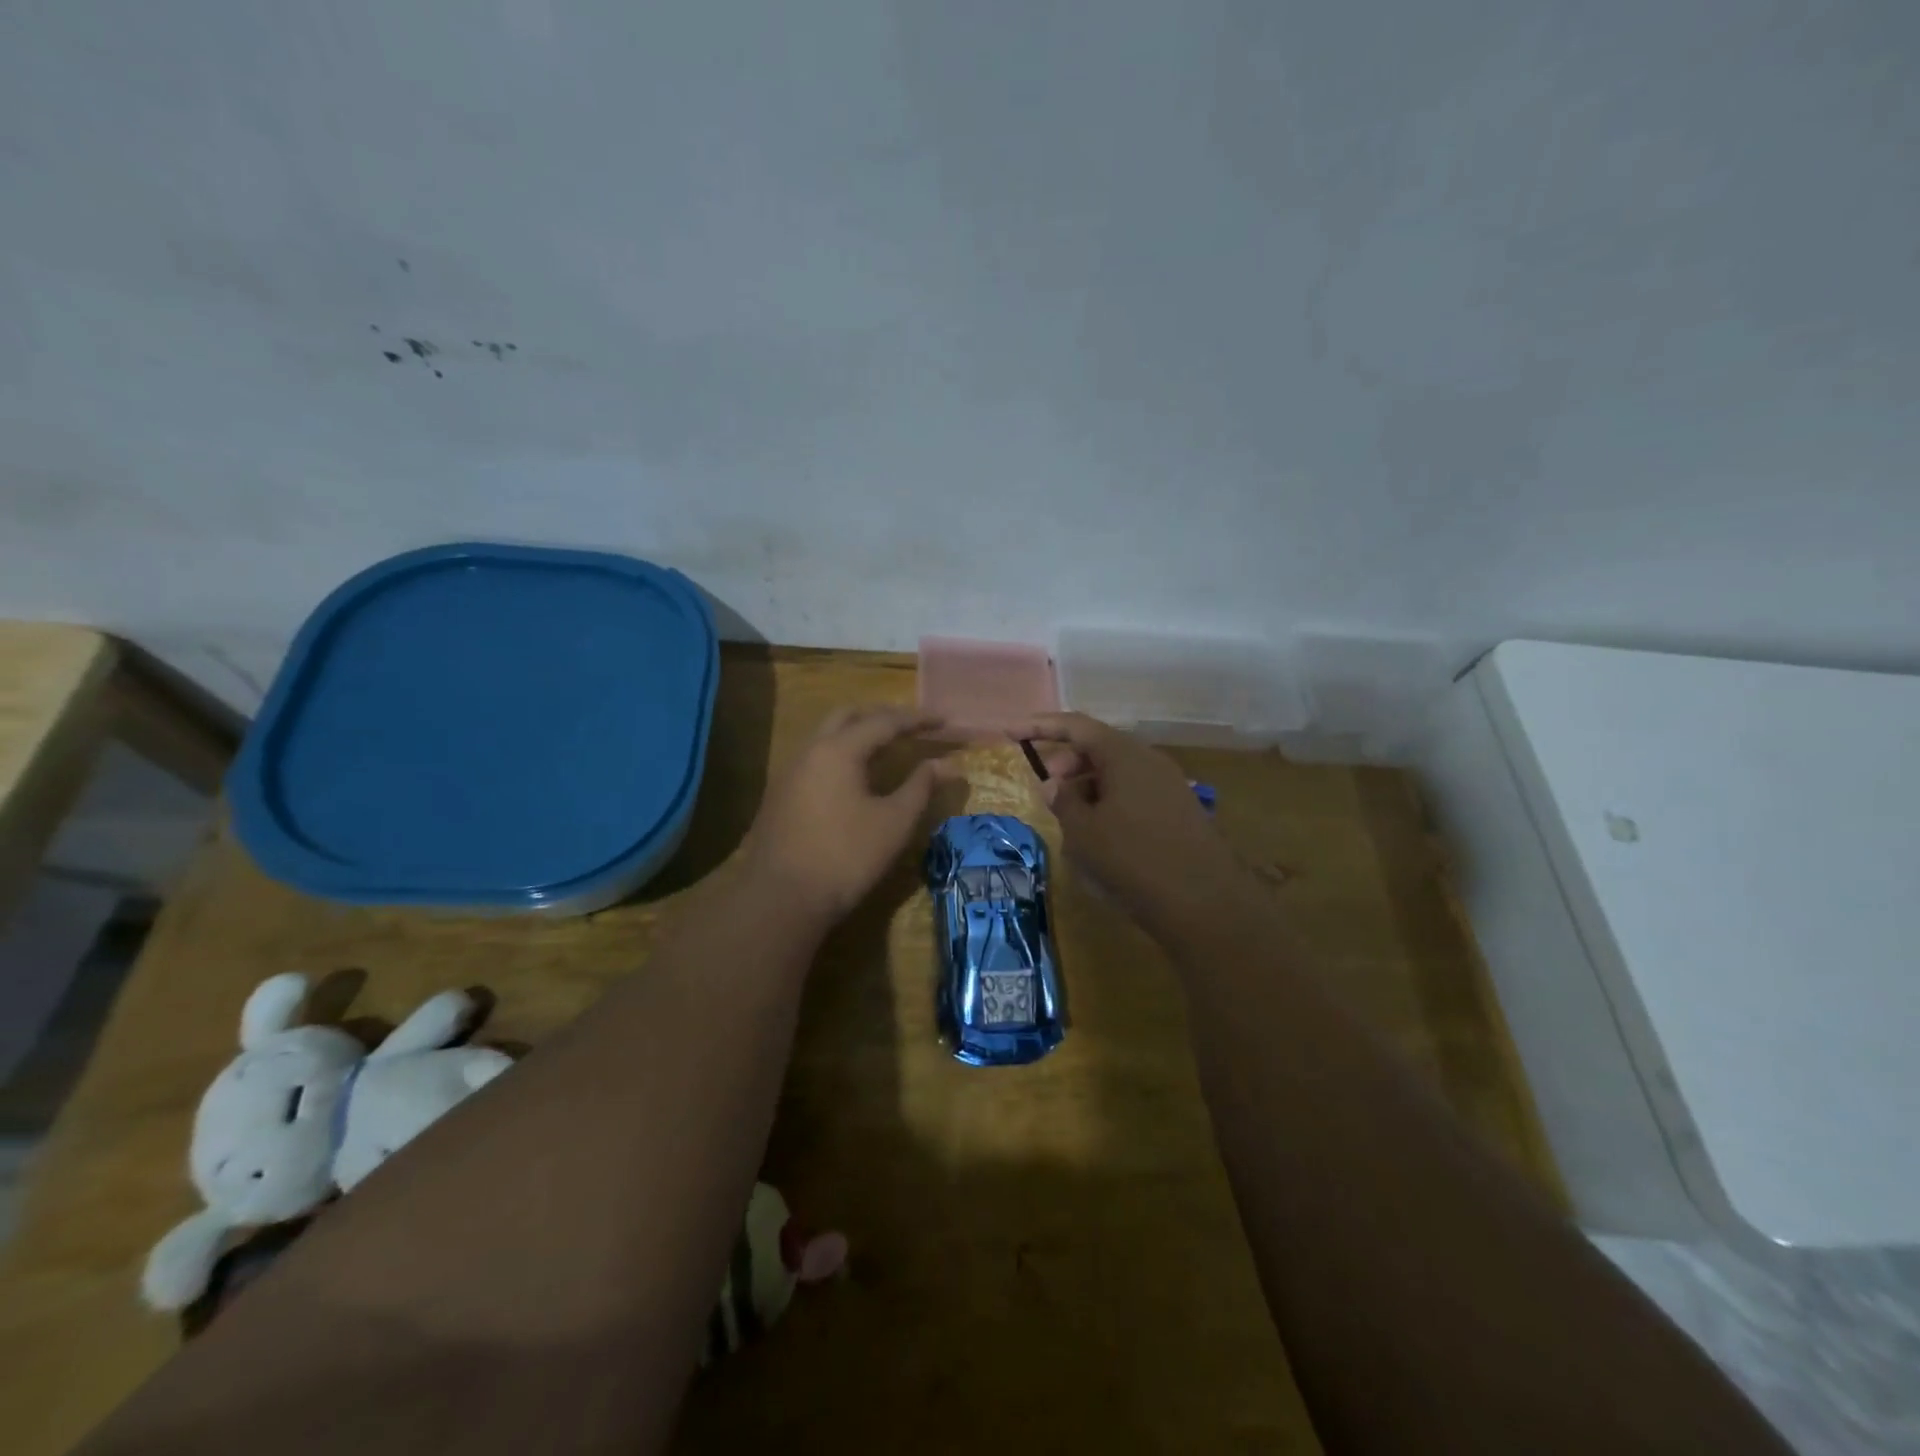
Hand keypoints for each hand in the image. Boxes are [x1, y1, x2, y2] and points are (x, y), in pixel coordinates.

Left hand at [742, 707, 957, 923]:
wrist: (781, 899)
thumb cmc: (846, 857)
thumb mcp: (894, 822)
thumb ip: (921, 786)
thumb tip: (947, 765)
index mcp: (838, 750)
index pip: (885, 722)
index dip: (918, 720)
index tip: (944, 720)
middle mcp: (810, 750)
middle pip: (849, 716)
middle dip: (883, 716)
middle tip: (912, 728)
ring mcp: (790, 771)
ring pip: (827, 735)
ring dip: (859, 733)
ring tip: (887, 747)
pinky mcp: (781, 794)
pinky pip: (816, 757)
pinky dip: (842, 753)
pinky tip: (855, 776)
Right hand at [1019, 712, 1245, 935]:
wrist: (1204, 901)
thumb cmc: (1133, 859)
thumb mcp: (1084, 832)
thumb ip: (1063, 801)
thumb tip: (1053, 784)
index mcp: (1124, 755)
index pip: (1076, 726)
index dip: (1040, 726)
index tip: (1010, 732)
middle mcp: (1149, 761)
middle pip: (1099, 747)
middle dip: (1067, 761)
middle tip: (1046, 787)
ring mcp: (1168, 785)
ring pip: (1117, 773)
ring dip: (1087, 786)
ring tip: (1069, 817)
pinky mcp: (1178, 811)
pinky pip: (1134, 793)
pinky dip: (1109, 802)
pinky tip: (1099, 834)